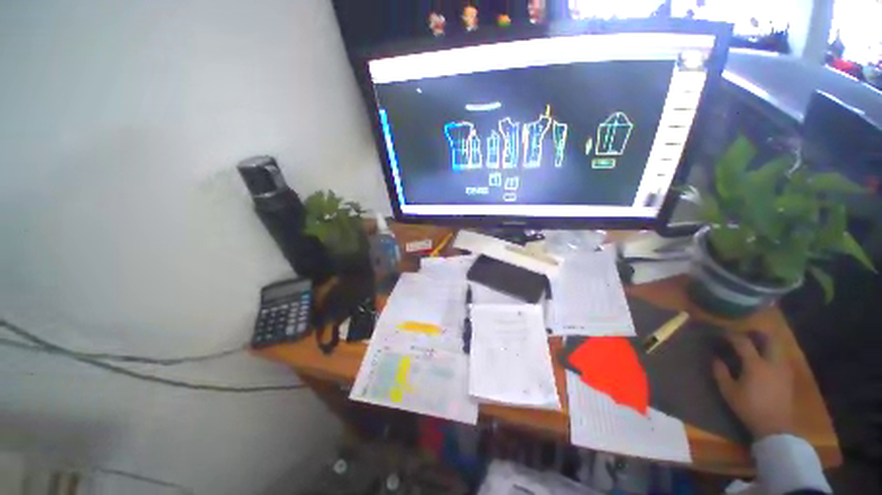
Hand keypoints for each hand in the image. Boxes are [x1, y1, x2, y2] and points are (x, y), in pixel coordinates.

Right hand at [712, 332, 793, 439]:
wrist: (775, 427)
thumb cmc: (749, 408)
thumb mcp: (729, 392)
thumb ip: (721, 373)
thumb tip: (716, 359)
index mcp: (755, 365)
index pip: (743, 342)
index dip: (732, 336)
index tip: (723, 334)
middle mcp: (772, 363)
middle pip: (769, 339)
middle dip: (757, 334)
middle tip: (745, 334)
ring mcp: (783, 369)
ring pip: (778, 348)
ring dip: (767, 343)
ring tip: (756, 346)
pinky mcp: (788, 377)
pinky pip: (781, 358)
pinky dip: (773, 354)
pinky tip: (765, 361)